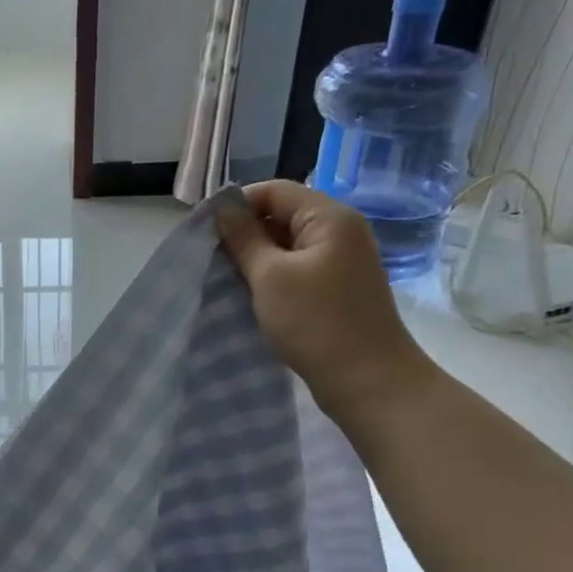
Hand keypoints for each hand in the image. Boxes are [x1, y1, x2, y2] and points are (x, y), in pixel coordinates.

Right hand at [217, 181, 436, 422]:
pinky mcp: (337, 287)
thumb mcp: (270, 277)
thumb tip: (222, 208)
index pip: (274, 191)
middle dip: (245, 232)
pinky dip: (272, 276)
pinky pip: (297, 268)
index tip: (204, 231)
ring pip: (287, 244)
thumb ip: (244, 238)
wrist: (368, 380)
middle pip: (282, 214)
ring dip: (256, 257)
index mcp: (329, 217)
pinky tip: (251, 294)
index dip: (237, 204)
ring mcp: (342, 261)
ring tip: (226, 277)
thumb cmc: (315, 322)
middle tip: (211, 257)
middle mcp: (340, 231)